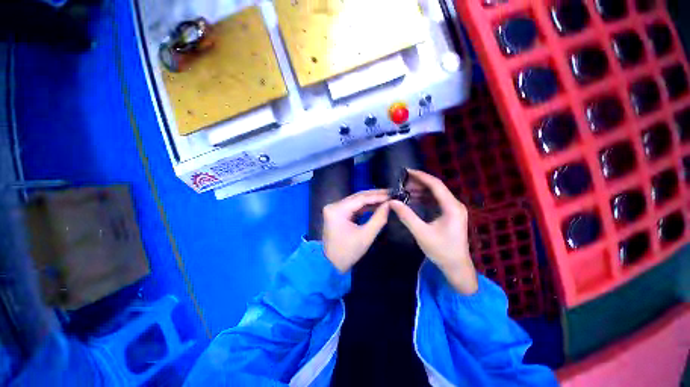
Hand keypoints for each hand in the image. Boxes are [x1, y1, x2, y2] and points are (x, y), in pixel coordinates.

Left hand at [322, 189, 390, 272]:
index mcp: (337, 210)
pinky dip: (365, 206)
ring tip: (386, 198)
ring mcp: (335, 209)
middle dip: (375, 195)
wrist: (331, 264)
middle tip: (390, 193)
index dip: (377, 196)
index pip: (360, 198)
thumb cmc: (348, 252)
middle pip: (357, 197)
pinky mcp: (337, 213)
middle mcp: (334, 206)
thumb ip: (379, 218)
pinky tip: (376, 205)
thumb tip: (390, 204)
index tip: (392, 194)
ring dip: (371, 200)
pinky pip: (353, 206)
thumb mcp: (366, 236)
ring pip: (356, 200)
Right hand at [390, 170, 477, 294]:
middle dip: (418, 182)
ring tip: (404, 188)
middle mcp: (454, 204)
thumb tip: (393, 202)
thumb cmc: (441, 251)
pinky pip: (435, 201)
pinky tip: (412, 198)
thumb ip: (407, 216)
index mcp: (452, 207)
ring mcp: (453, 209)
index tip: (406, 171)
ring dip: (420, 190)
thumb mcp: (422, 233)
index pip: (436, 185)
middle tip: (401, 181)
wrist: (456, 267)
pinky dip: (423, 198)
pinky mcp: (449, 214)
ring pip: (435, 193)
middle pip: (436, 187)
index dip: (421, 176)